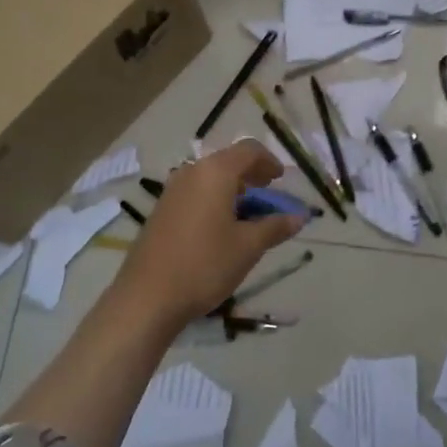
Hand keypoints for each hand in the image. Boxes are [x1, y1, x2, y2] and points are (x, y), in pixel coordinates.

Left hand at [115, 140, 307, 324]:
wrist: (147, 296)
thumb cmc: (205, 265)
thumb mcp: (248, 247)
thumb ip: (275, 227)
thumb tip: (299, 217)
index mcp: (215, 173)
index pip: (248, 150)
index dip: (269, 161)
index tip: (281, 180)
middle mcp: (191, 173)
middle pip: (227, 161)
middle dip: (252, 175)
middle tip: (269, 194)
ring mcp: (172, 191)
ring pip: (209, 178)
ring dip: (233, 189)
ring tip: (248, 214)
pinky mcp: (161, 210)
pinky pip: (195, 193)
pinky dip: (214, 199)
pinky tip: (221, 227)